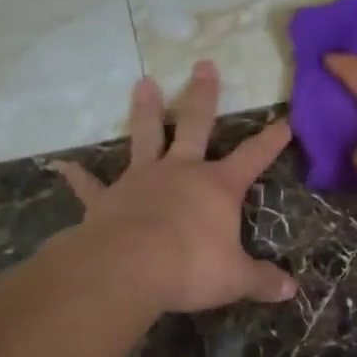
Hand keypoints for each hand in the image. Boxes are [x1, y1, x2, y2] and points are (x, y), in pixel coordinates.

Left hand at [51, 62, 296, 313]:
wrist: (129, 268)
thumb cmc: (191, 267)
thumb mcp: (236, 278)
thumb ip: (262, 280)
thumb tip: (291, 291)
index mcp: (218, 186)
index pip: (253, 157)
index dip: (271, 141)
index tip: (285, 121)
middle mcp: (181, 172)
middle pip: (194, 125)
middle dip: (203, 95)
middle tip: (204, 65)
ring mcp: (141, 180)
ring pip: (145, 136)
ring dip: (145, 110)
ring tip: (143, 83)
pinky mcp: (108, 199)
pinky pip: (92, 186)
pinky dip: (80, 177)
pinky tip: (65, 167)